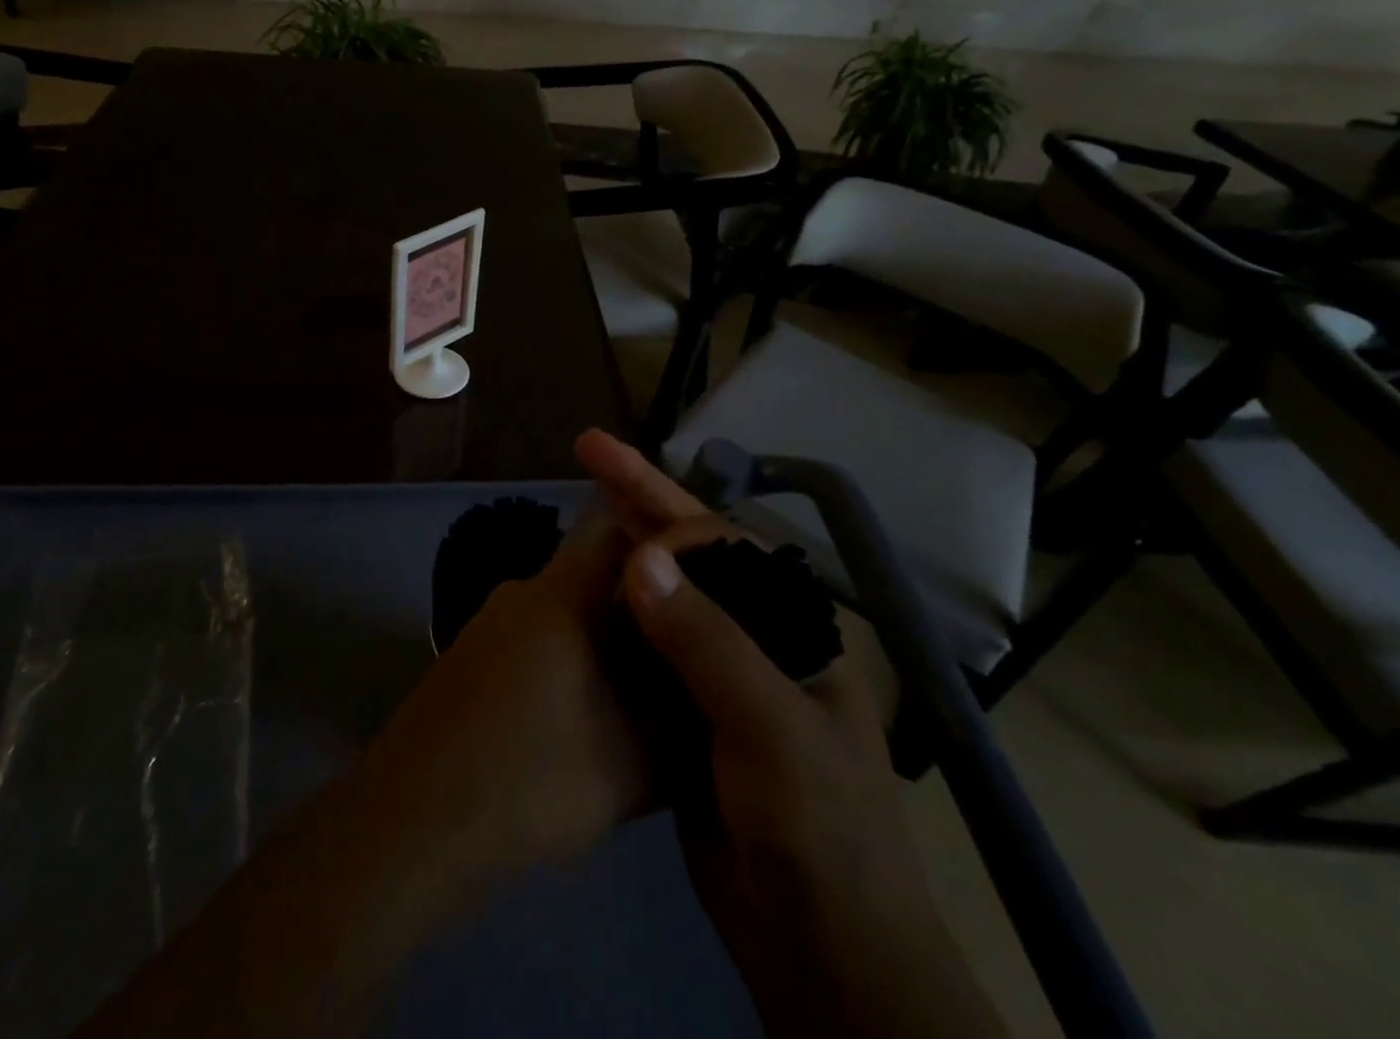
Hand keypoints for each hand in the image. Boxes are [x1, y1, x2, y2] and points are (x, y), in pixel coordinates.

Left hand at [355, 427, 730, 873]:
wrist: (417, 820)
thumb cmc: (535, 777)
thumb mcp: (636, 761)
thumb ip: (680, 716)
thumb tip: (703, 687)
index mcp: (563, 593)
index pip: (614, 524)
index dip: (660, 540)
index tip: (699, 572)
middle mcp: (523, 590)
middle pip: (591, 571)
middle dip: (637, 601)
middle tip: (677, 644)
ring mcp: (489, 621)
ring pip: (561, 610)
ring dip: (598, 637)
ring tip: (635, 689)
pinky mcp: (468, 655)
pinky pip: (532, 636)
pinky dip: (563, 658)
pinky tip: (578, 714)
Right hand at [609, 446, 1004, 1038]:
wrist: (820, 952)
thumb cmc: (820, 832)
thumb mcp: (773, 732)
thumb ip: (709, 643)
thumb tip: (638, 560)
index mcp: (791, 622)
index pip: (723, 543)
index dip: (668, 516)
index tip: (613, 511)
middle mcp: (756, 632)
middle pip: (690, 551)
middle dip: (640, 496)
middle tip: (589, 447)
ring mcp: (718, 670)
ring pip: (662, 591)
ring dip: (623, 542)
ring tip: (579, 498)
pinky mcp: (684, 708)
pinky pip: (644, 642)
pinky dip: (612, 608)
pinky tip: (579, 588)